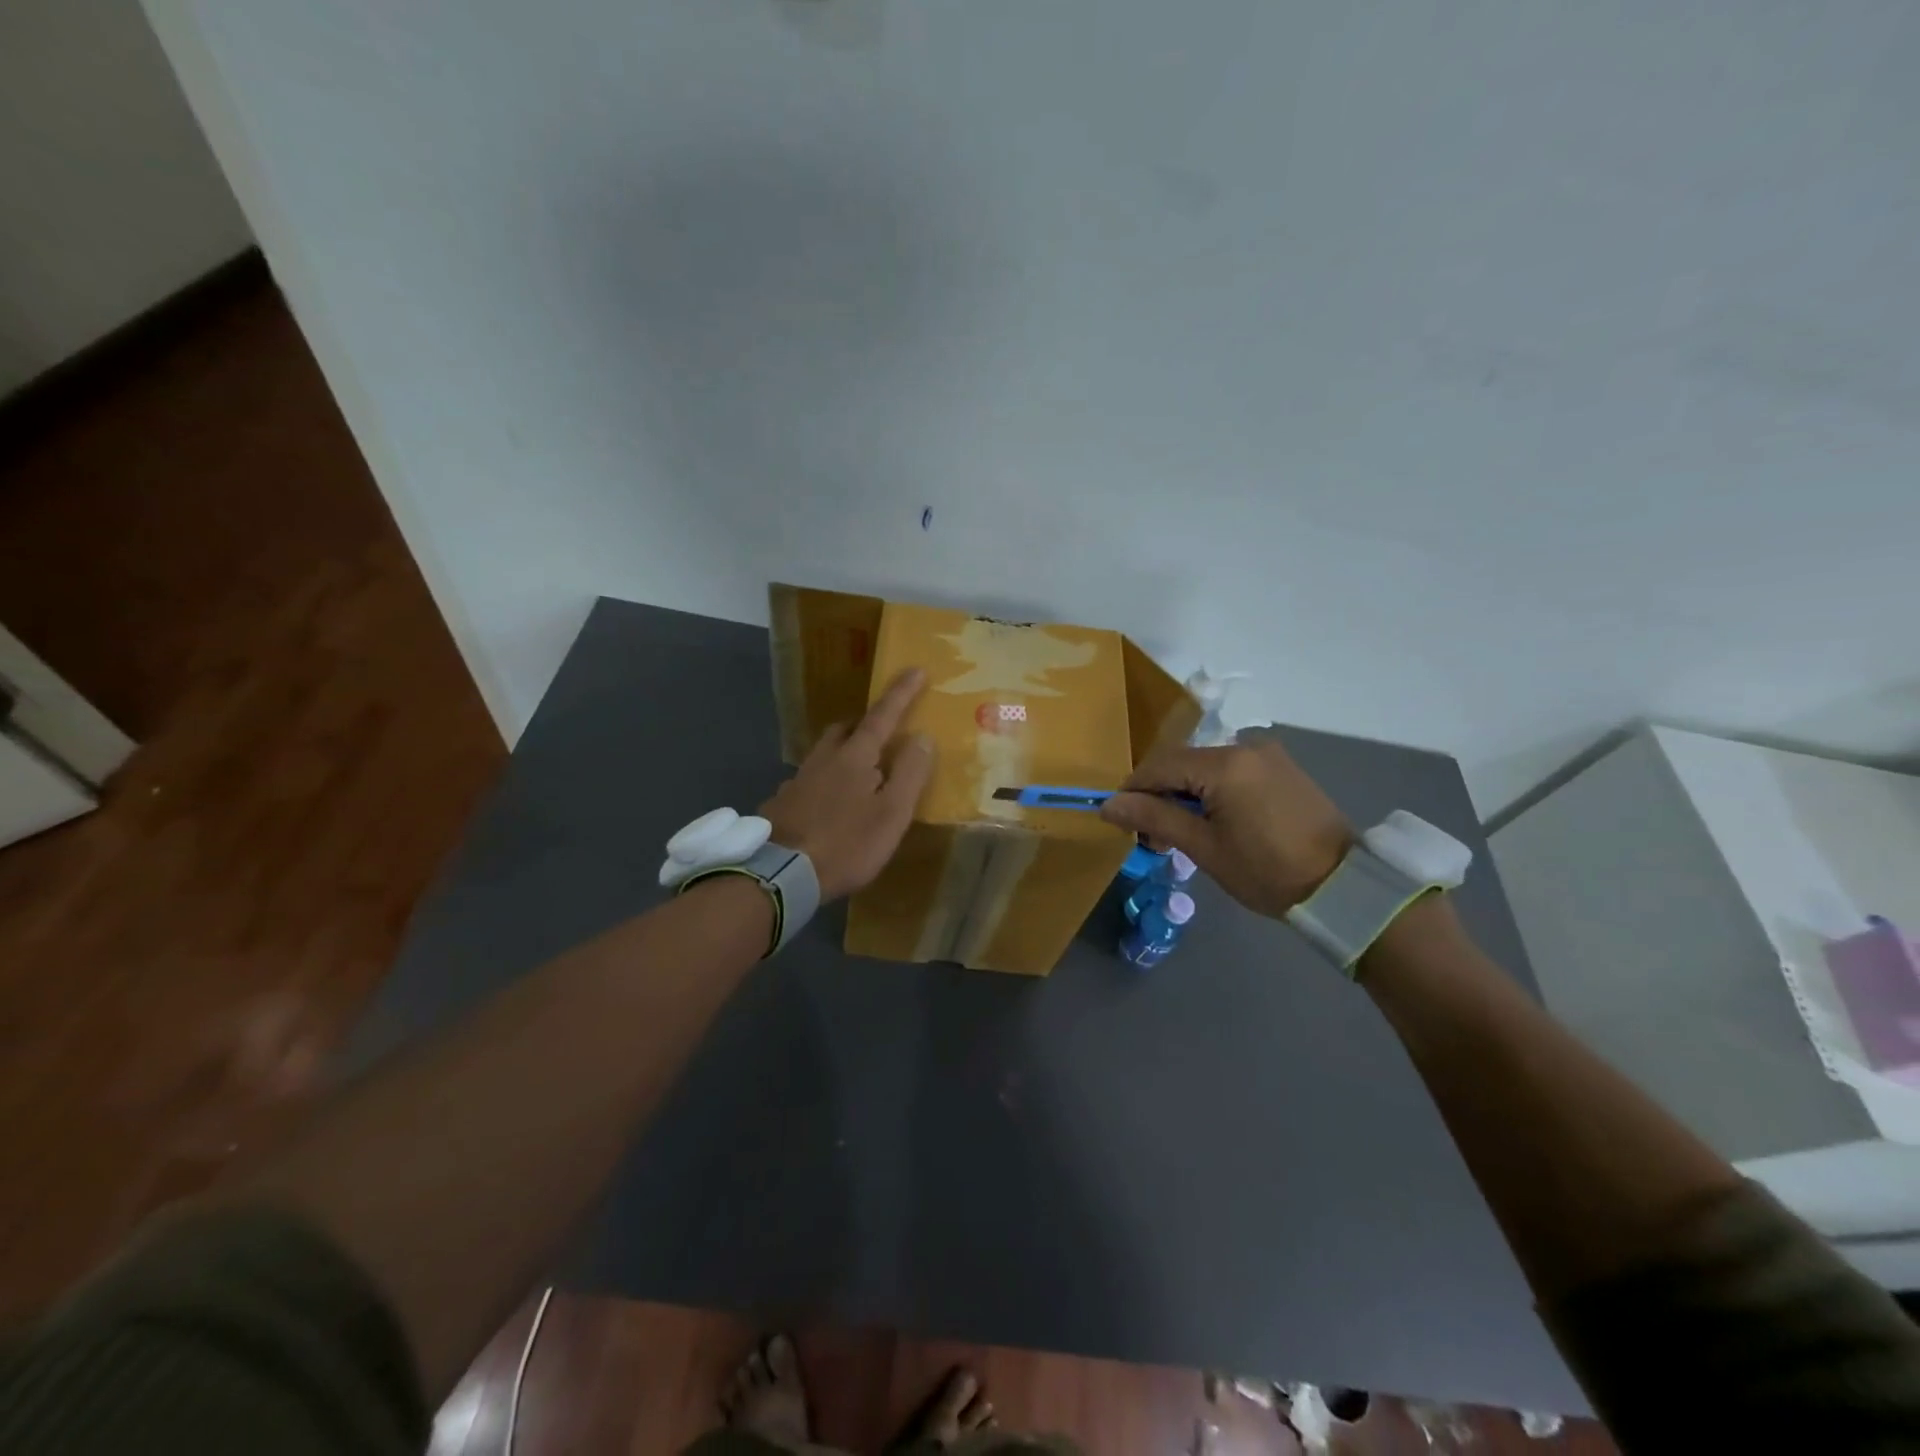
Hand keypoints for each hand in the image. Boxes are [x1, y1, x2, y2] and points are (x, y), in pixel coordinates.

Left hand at [760, 669, 935, 900]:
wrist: (781, 874)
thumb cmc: (846, 844)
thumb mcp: (892, 813)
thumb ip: (910, 773)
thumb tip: (922, 736)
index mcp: (855, 757)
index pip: (883, 716)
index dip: (901, 693)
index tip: (915, 669)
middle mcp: (824, 759)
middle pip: (846, 729)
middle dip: (865, 723)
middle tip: (883, 732)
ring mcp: (799, 780)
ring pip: (825, 752)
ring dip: (844, 750)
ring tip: (858, 770)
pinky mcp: (783, 802)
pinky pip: (810, 778)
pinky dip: (825, 779)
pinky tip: (828, 802)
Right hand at [1100, 735, 1352, 919]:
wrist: (1344, 886)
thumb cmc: (1267, 871)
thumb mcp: (1204, 848)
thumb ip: (1154, 819)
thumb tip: (1108, 805)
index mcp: (1224, 764)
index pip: (1159, 766)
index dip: (1133, 791)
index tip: (1121, 822)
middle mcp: (1244, 746)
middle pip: (1181, 763)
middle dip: (1159, 795)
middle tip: (1153, 837)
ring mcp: (1266, 754)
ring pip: (1204, 767)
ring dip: (1184, 793)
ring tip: (1183, 833)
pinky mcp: (1280, 767)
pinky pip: (1230, 770)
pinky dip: (1211, 790)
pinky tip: (1214, 820)